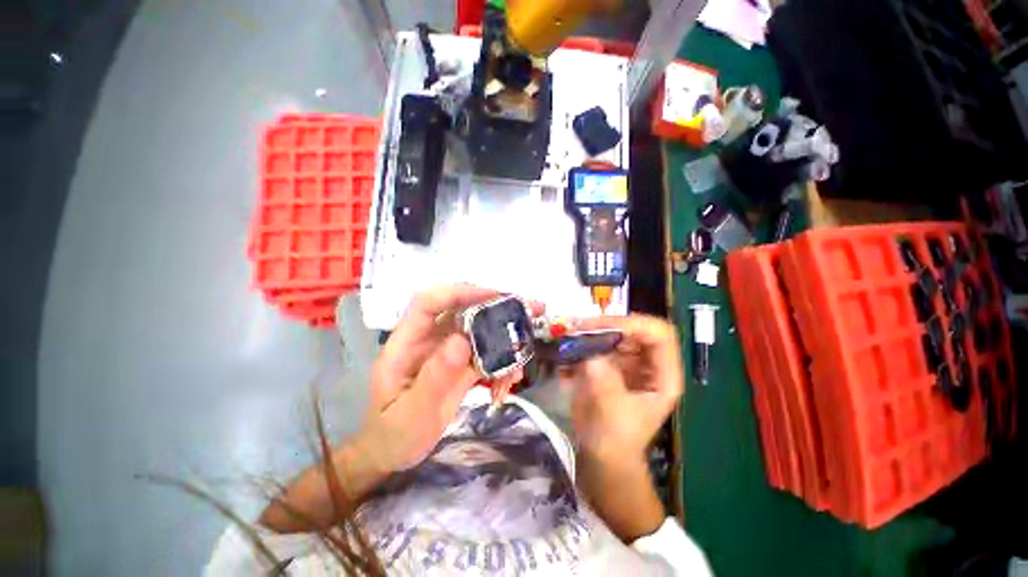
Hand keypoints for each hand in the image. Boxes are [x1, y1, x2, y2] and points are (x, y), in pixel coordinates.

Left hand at [351, 285, 531, 474]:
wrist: (393, 452)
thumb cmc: (393, 435)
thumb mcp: (412, 414)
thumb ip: (434, 378)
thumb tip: (462, 340)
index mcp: (407, 343)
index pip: (429, 302)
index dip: (460, 293)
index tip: (495, 297)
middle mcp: (428, 339)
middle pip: (462, 310)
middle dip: (497, 308)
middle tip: (530, 311)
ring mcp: (446, 350)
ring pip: (479, 330)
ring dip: (505, 339)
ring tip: (522, 358)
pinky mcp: (459, 363)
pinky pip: (485, 353)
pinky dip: (501, 361)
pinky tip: (509, 381)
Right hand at [564, 314, 683, 463]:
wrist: (601, 454)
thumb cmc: (615, 439)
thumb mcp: (611, 409)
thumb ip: (603, 378)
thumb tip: (589, 351)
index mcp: (663, 375)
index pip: (660, 335)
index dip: (635, 325)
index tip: (604, 327)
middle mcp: (648, 363)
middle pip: (635, 329)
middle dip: (608, 325)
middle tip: (581, 327)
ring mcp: (629, 362)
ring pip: (615, 333)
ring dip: (593, 331)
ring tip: (571, 334)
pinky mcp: (610, 364)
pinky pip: (599, 343)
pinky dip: (583, 342)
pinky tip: (568, 348)